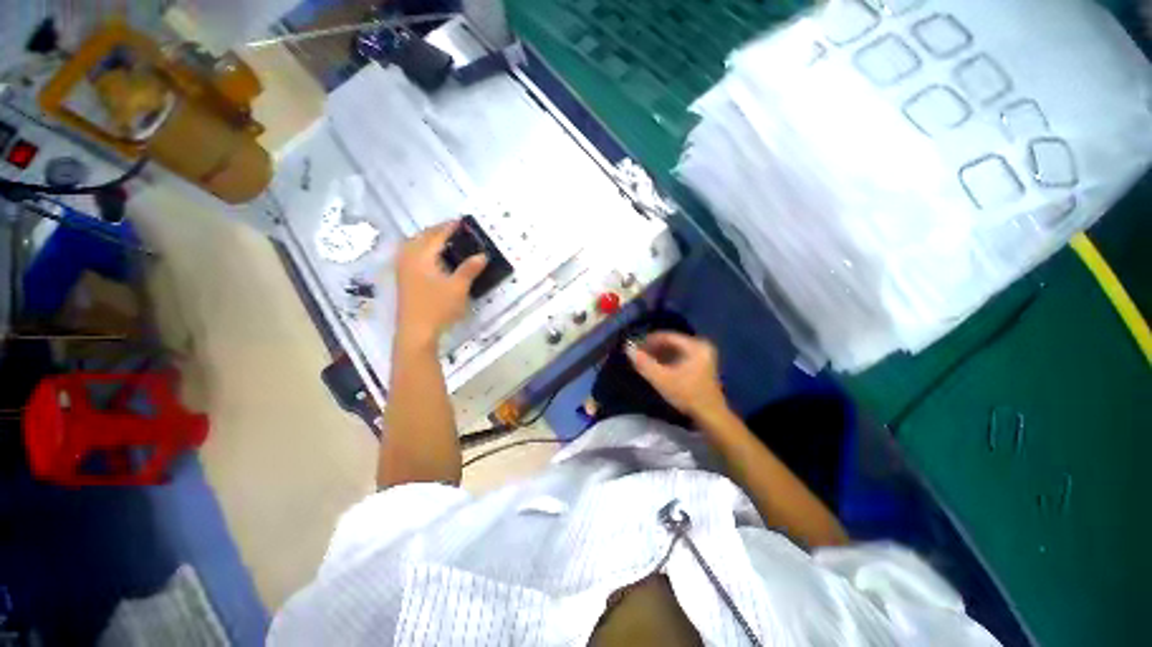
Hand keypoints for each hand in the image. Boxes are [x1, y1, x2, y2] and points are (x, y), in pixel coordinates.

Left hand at [394, 221, 486, 349]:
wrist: (416, 331)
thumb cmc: (437, 307)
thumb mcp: (458, 287)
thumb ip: (469, 269)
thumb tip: (483, 255)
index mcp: (421, 256)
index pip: (437, 235)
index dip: (450, 227)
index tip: (462, 221)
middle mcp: (408, 257)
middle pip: (422, 236)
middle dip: (438, 230)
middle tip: (455, 230)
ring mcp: (403, 268)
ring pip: (414, 244)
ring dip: (428, 239)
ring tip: (445, 241)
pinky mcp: (403, 278)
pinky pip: (411, 254)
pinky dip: (423, 249)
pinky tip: (432, 257)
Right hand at [626, 332, 729, 422]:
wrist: (710, 416)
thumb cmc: (687, 395)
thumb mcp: (662, 379)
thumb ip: (644, 363)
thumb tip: (628, 347)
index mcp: (695, 345)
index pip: (667, 336)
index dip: (649, 340)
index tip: (635, 347)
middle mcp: (701, 346)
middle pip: (672, 342)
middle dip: (654, 347)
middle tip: (639, 354)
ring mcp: (704, 355)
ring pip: (676, 349)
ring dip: (660, 354)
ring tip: (645, 361)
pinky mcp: (702, 365)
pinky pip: (681, 356)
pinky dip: (668, 360)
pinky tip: (658, 367)